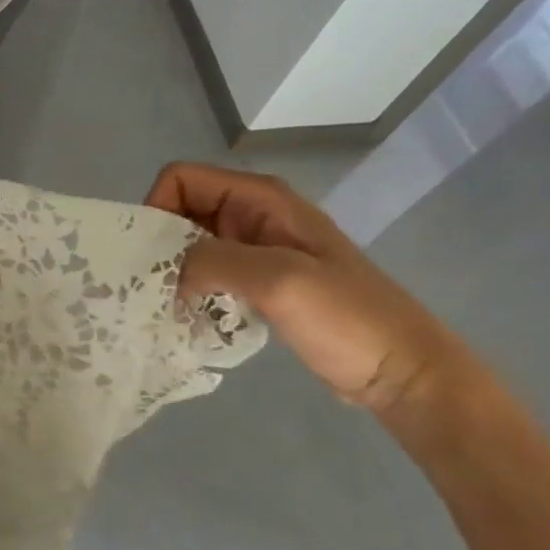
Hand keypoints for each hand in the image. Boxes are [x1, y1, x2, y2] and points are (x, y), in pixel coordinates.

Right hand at [146, 163, 470, 410]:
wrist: (402, 370)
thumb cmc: (346, 319)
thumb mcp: (278, 280)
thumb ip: (213, 261)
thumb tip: (167, 273)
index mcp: (260, 198)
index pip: (181, 179)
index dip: (156, 209)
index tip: (149, 258)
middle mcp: (254, 215)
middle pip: (182, 211)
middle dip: (159, 244)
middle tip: (148, 289)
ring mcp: (258, 250)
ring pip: (192, 245)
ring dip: (173, 271)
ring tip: (164, 307)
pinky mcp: (260, 283)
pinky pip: (209, 274)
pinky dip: (192, 290)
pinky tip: (190, 318)